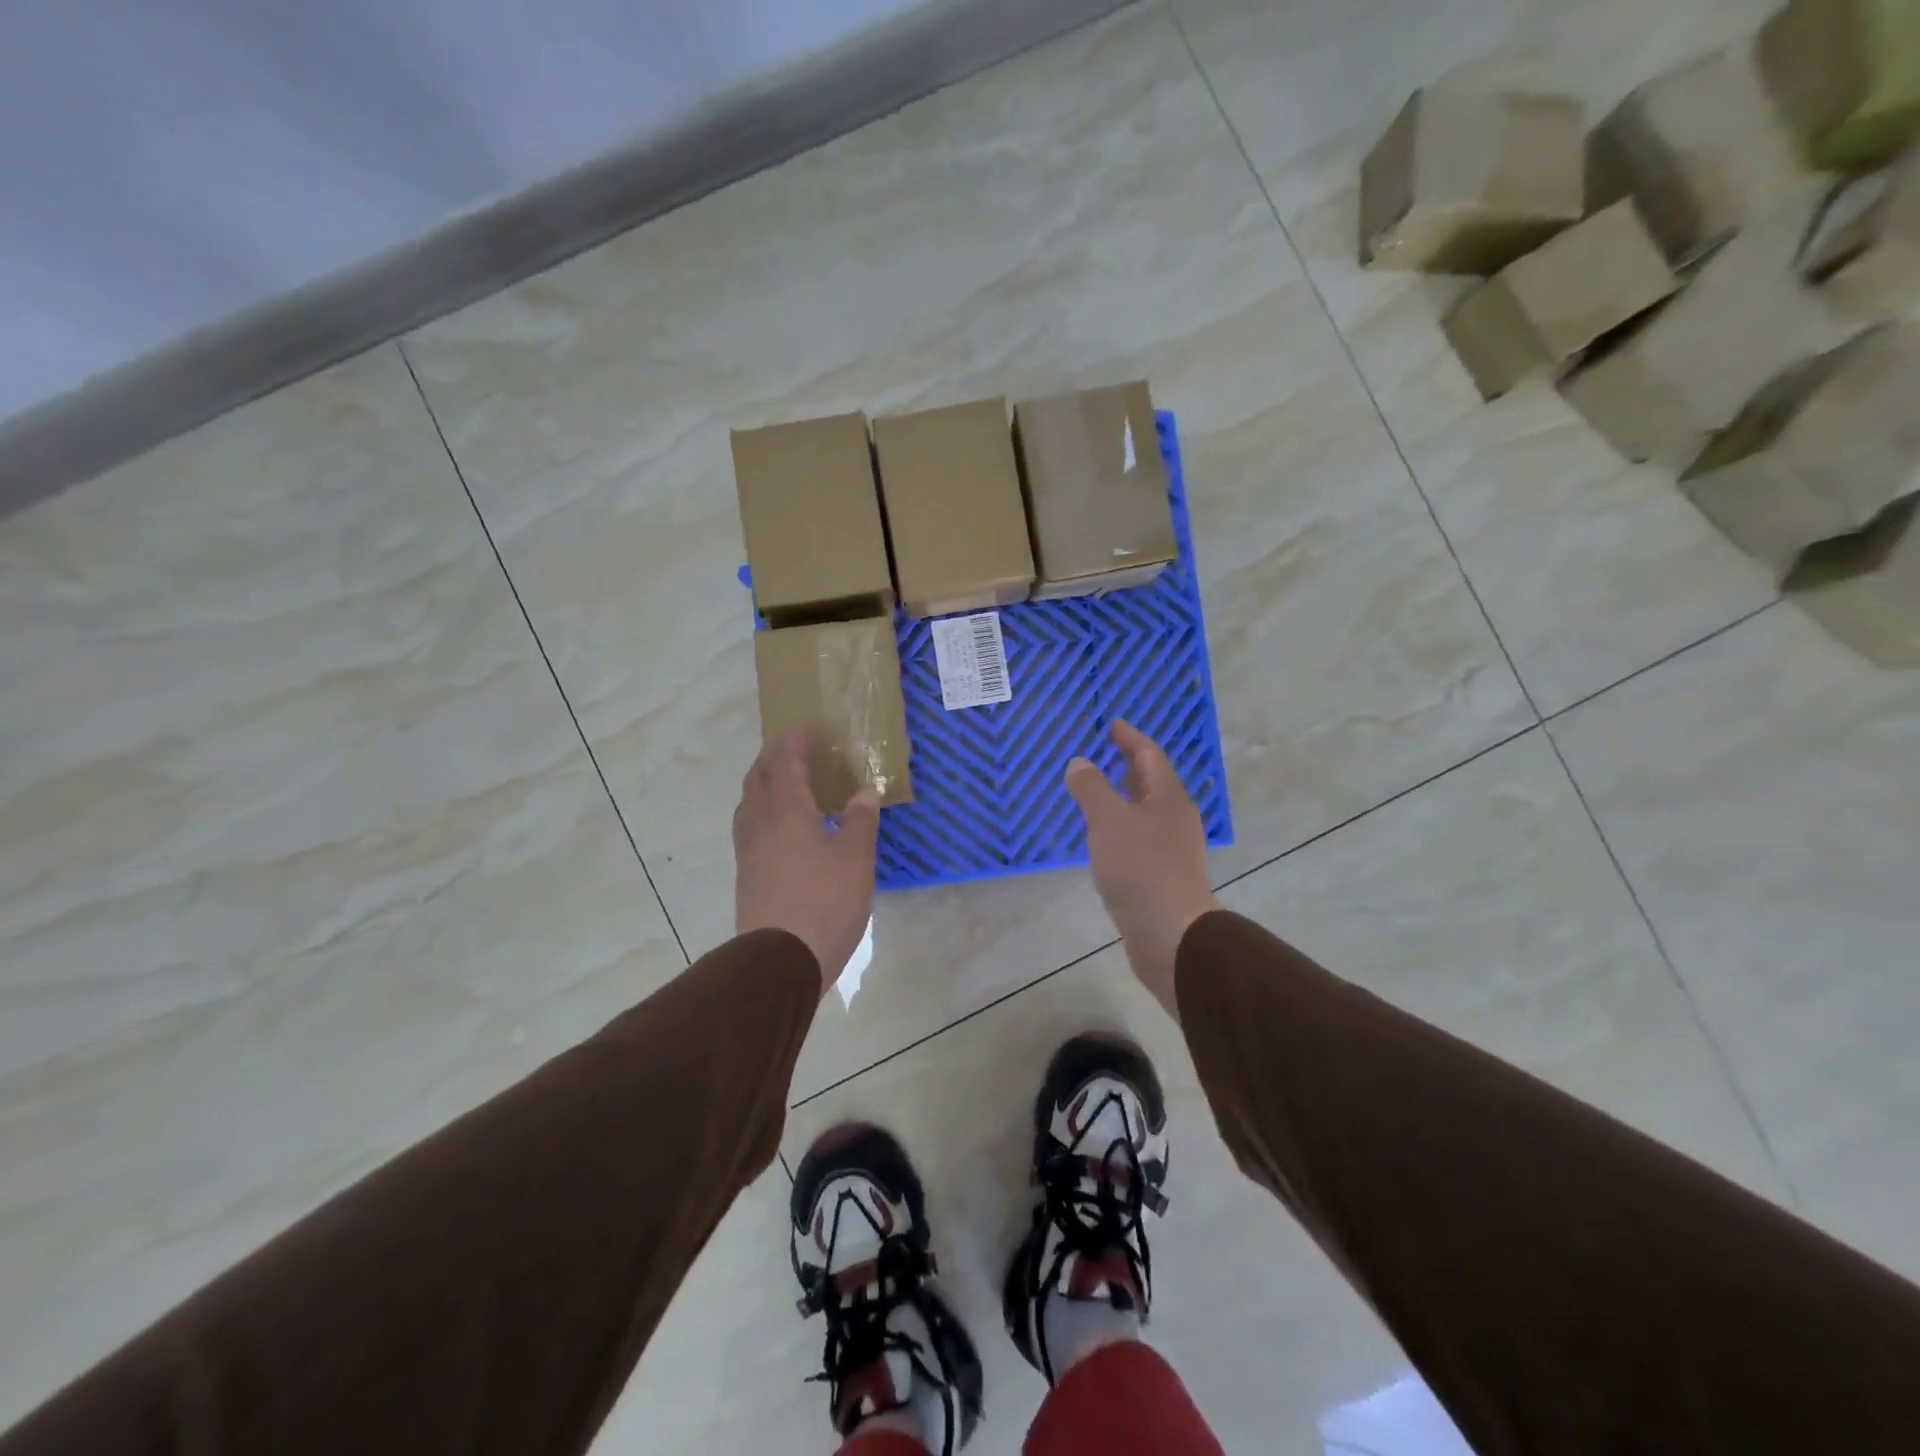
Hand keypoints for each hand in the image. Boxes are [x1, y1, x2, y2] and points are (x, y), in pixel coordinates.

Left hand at [733, 729, 880, 995]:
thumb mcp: (856, 859)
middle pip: (758, 779)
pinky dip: (763, 812)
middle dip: (772, 759)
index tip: (804, 729)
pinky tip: (780, 829)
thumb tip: (865, 792)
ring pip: (749, 805)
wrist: (780, 960)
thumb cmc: (825, 902)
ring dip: (763, 785)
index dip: (793, 743)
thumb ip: (861, 821)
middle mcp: (761, 824)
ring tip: (784, 784)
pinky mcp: (746, 876)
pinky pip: (750, 828)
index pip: (785, 764)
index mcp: (787, 811)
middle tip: (791, 750)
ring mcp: (748, 852)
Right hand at [1066, 721, 1219, 1018]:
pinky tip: (1104, 837)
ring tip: (1099, 791)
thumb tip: (1080, 763)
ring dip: (1124, 796)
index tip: (1112, 724)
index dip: (1130, 738)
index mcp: (1168, 798)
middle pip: (1152, 782)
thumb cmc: (1140, 868)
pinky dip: (1122, 826)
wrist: (1170, 934)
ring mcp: (1171, 849)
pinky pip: (1140, 837)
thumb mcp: (1109, 820)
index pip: (1150, 756)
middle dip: (1129, 765)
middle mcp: (1175, 819)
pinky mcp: (1162, 875)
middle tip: (1105, 751)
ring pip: (1146, 811)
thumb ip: (1092, 788)